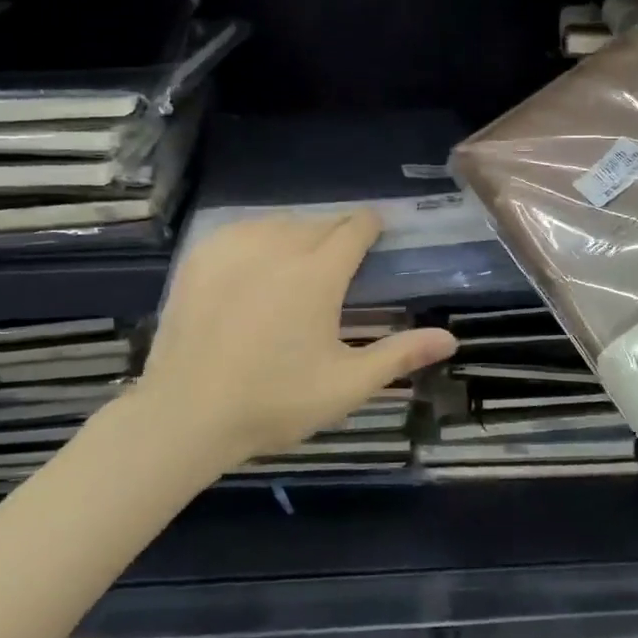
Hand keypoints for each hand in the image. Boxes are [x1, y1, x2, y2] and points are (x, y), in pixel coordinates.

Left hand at [122, 211, 456, 472]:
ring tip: (300, 260)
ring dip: (298, 233)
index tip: (377, 233)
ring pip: (279, 222)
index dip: (370, 226)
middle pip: (319, 222)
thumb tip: (450, 339)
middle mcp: (279, 248)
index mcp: (318, 275)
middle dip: (336, 234)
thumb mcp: (346, 385)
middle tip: (340, 262)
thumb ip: (400, 356)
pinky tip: (256, 259)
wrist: (186, 414)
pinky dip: (258, 237)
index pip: (354, 228)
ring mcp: (235, 249)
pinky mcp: (201, 258)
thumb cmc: (275, 402)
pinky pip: (241, 230)